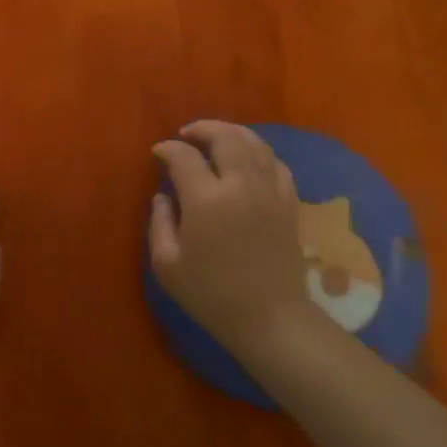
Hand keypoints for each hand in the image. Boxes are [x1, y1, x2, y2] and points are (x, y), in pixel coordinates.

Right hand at [150, 122, 311, 359]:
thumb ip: (160, 223)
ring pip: (255, 143)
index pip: (184, 157)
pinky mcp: (289, 202)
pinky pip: (276, 163)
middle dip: (203, 129)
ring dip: (232, 133)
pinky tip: (249, 158)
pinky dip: (259, 152)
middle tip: (187, 134)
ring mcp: (270, 191)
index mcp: (206, 200)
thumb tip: (163, 197)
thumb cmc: (211, 295)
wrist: (269, 317)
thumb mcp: (168, 264)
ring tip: (216, 136)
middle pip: (225, 138)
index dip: (168, 149)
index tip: (158, 152)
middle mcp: (241, 185)